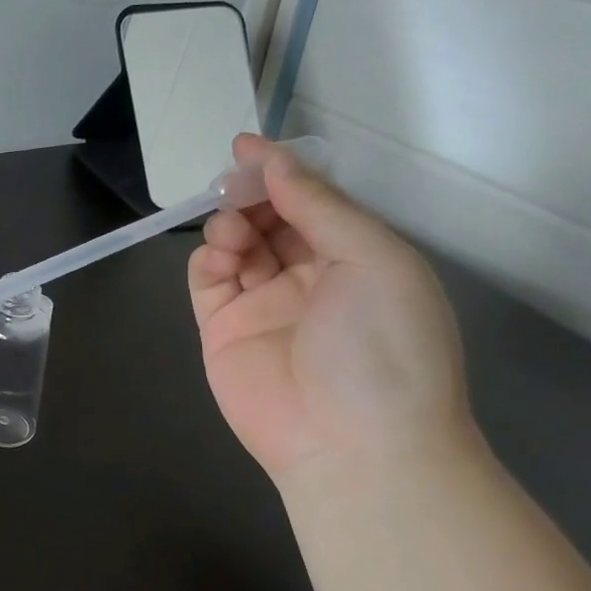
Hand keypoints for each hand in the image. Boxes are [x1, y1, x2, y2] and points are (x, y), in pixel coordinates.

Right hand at [188, 134, 471, 487]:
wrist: (352, 443)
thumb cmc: (383, 344)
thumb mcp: (373, 259)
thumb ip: (319, 206)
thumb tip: (274, 161)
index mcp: (357, 258)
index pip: (313, 203)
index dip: (282, 172)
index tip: (246, 146)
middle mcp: (310, 277)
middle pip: (270, 219)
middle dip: (251, 195)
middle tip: (233, 184)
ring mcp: (263, 304)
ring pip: (236, 244)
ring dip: (230, 225)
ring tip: (234, 231)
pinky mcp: (222, 329)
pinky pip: (207, 279)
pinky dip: (207, 258)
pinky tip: (219, 255)